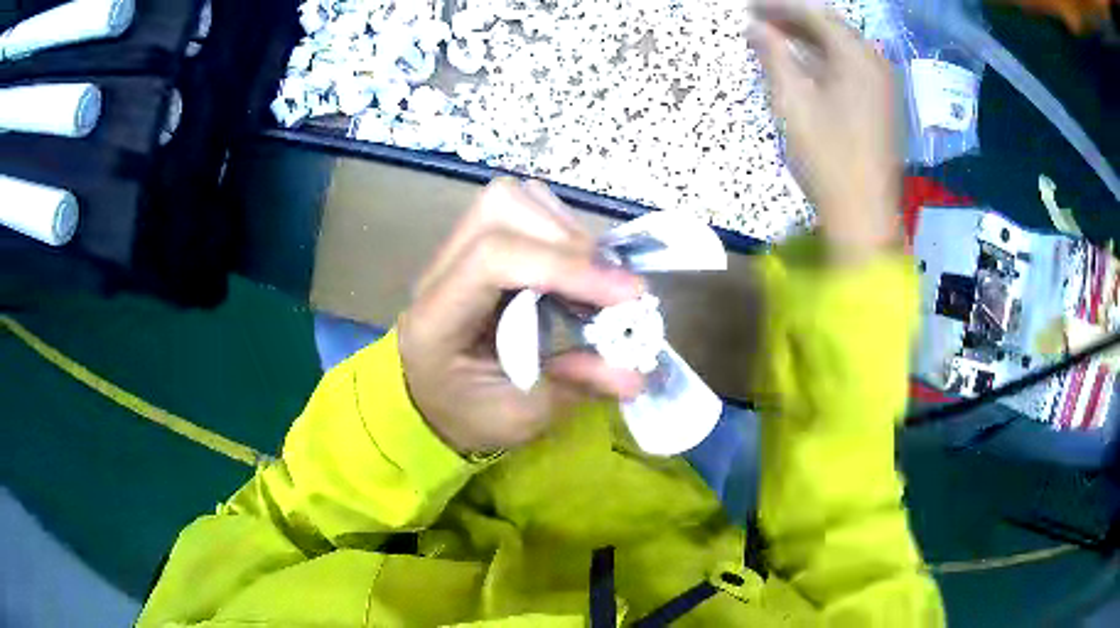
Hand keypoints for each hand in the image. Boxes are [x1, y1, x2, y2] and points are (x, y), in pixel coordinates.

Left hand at [398, 179, 645, 454]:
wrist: (432, 401)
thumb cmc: (467, 415)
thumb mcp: (520, 417)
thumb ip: (575, 387)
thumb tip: (639, 373)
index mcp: (436, 320)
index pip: (492, 259)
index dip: (566, 267)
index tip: (628, 296)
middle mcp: (439, 272)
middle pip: (500, 208)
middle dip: (569, 239)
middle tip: (611, 287)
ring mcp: (455, 251)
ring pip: (512, 198)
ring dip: (567, 230)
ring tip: (595, 276)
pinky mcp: (477, 245)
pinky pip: (523, 210)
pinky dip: (562, 230)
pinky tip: (576, 270)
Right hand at [752, 0, 901, 264]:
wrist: (864, 214)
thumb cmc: (827, 157)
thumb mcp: (792, 102)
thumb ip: (773, 57)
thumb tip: (754, 26)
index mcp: (856, 58)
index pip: (814, 14)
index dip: (780, 7)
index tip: (749, 8)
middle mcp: (875, 63)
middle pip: (832, 26)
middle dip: (795, 19)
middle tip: (760, 21)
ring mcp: (883, 85)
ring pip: (843, 46)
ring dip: (811, 39)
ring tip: (778, 40)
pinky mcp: (883, 104)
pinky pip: (853, 66)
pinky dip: (827, 58)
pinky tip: (807, 65)